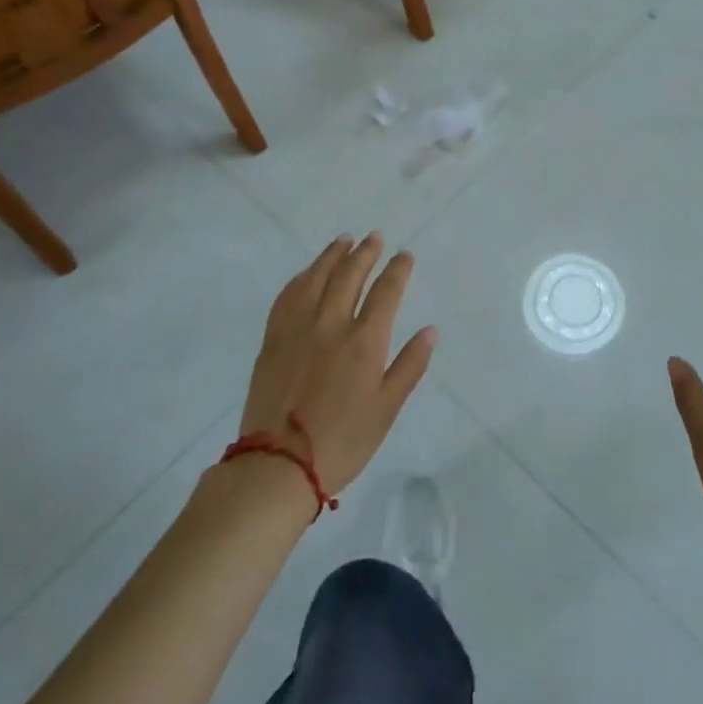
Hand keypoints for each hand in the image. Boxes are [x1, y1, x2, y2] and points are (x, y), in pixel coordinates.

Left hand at [240, 234, 436, 494]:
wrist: (278, 465)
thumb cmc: (343, 441)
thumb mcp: (387, 408)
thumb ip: (409, 365)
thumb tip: (430, 330)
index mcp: (364, 341)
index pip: (386, 291)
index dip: (397, 270)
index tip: (405, 256)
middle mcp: (331, 324)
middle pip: (350, 275)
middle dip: (365, 253)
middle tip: (374, 238)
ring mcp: (297, 329)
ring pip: (316, 278)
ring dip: (332, 256)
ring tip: (343, 241)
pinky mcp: (272, 340)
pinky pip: (287, 297)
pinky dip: (300, 278)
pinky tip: (307, 273)